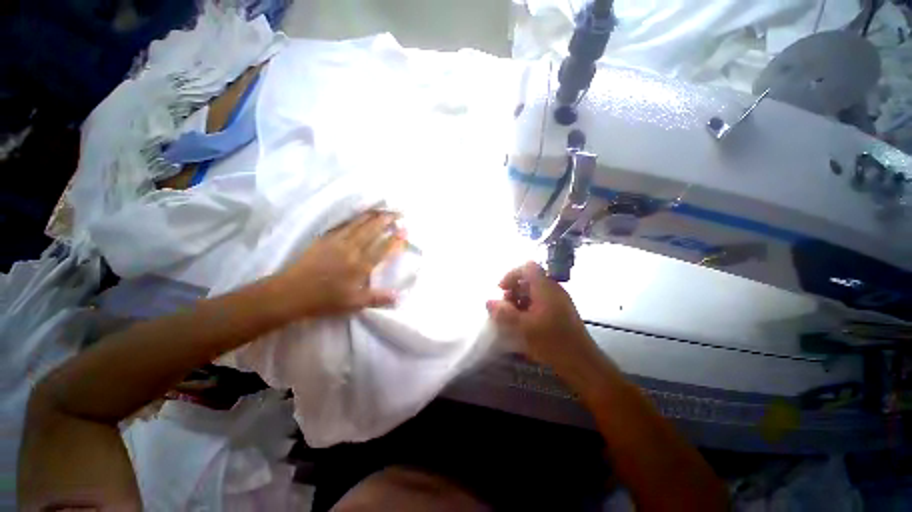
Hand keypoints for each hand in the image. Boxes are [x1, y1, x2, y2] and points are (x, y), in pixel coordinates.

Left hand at [272, 210, 405, 317]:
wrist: (290, 293)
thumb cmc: (324, 300)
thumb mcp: (354, 303)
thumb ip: (378, 298)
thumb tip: (400, 297)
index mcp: (361, 265)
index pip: (383, 247)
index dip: (396, 238)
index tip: (405, 229)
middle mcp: (352, 249)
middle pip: (372, 229)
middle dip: (387, 219)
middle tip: (398, 212)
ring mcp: (337, 241)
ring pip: (359, 222)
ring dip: (373, 214)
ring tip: (383, 209)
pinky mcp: (325, 238)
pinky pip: (343, 224)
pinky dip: (355, 217)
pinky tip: (359, 215)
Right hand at [486, 262, 596, 372]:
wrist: (582, 363)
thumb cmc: (552, 342)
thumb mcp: (523, 328)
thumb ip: (504, 313)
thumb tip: (489, 301)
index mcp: (546, 288)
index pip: (527, 267)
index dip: (511, 274)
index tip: (501, 290)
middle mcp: (553, 290)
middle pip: (529, 279)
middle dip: (513, 290)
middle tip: (506, 308)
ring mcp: (558, 300)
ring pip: (534, 291)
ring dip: (520, 300)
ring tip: (513, 318)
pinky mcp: (560, 311)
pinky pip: (540, 301)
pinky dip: (528, 308)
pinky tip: (524, 324)